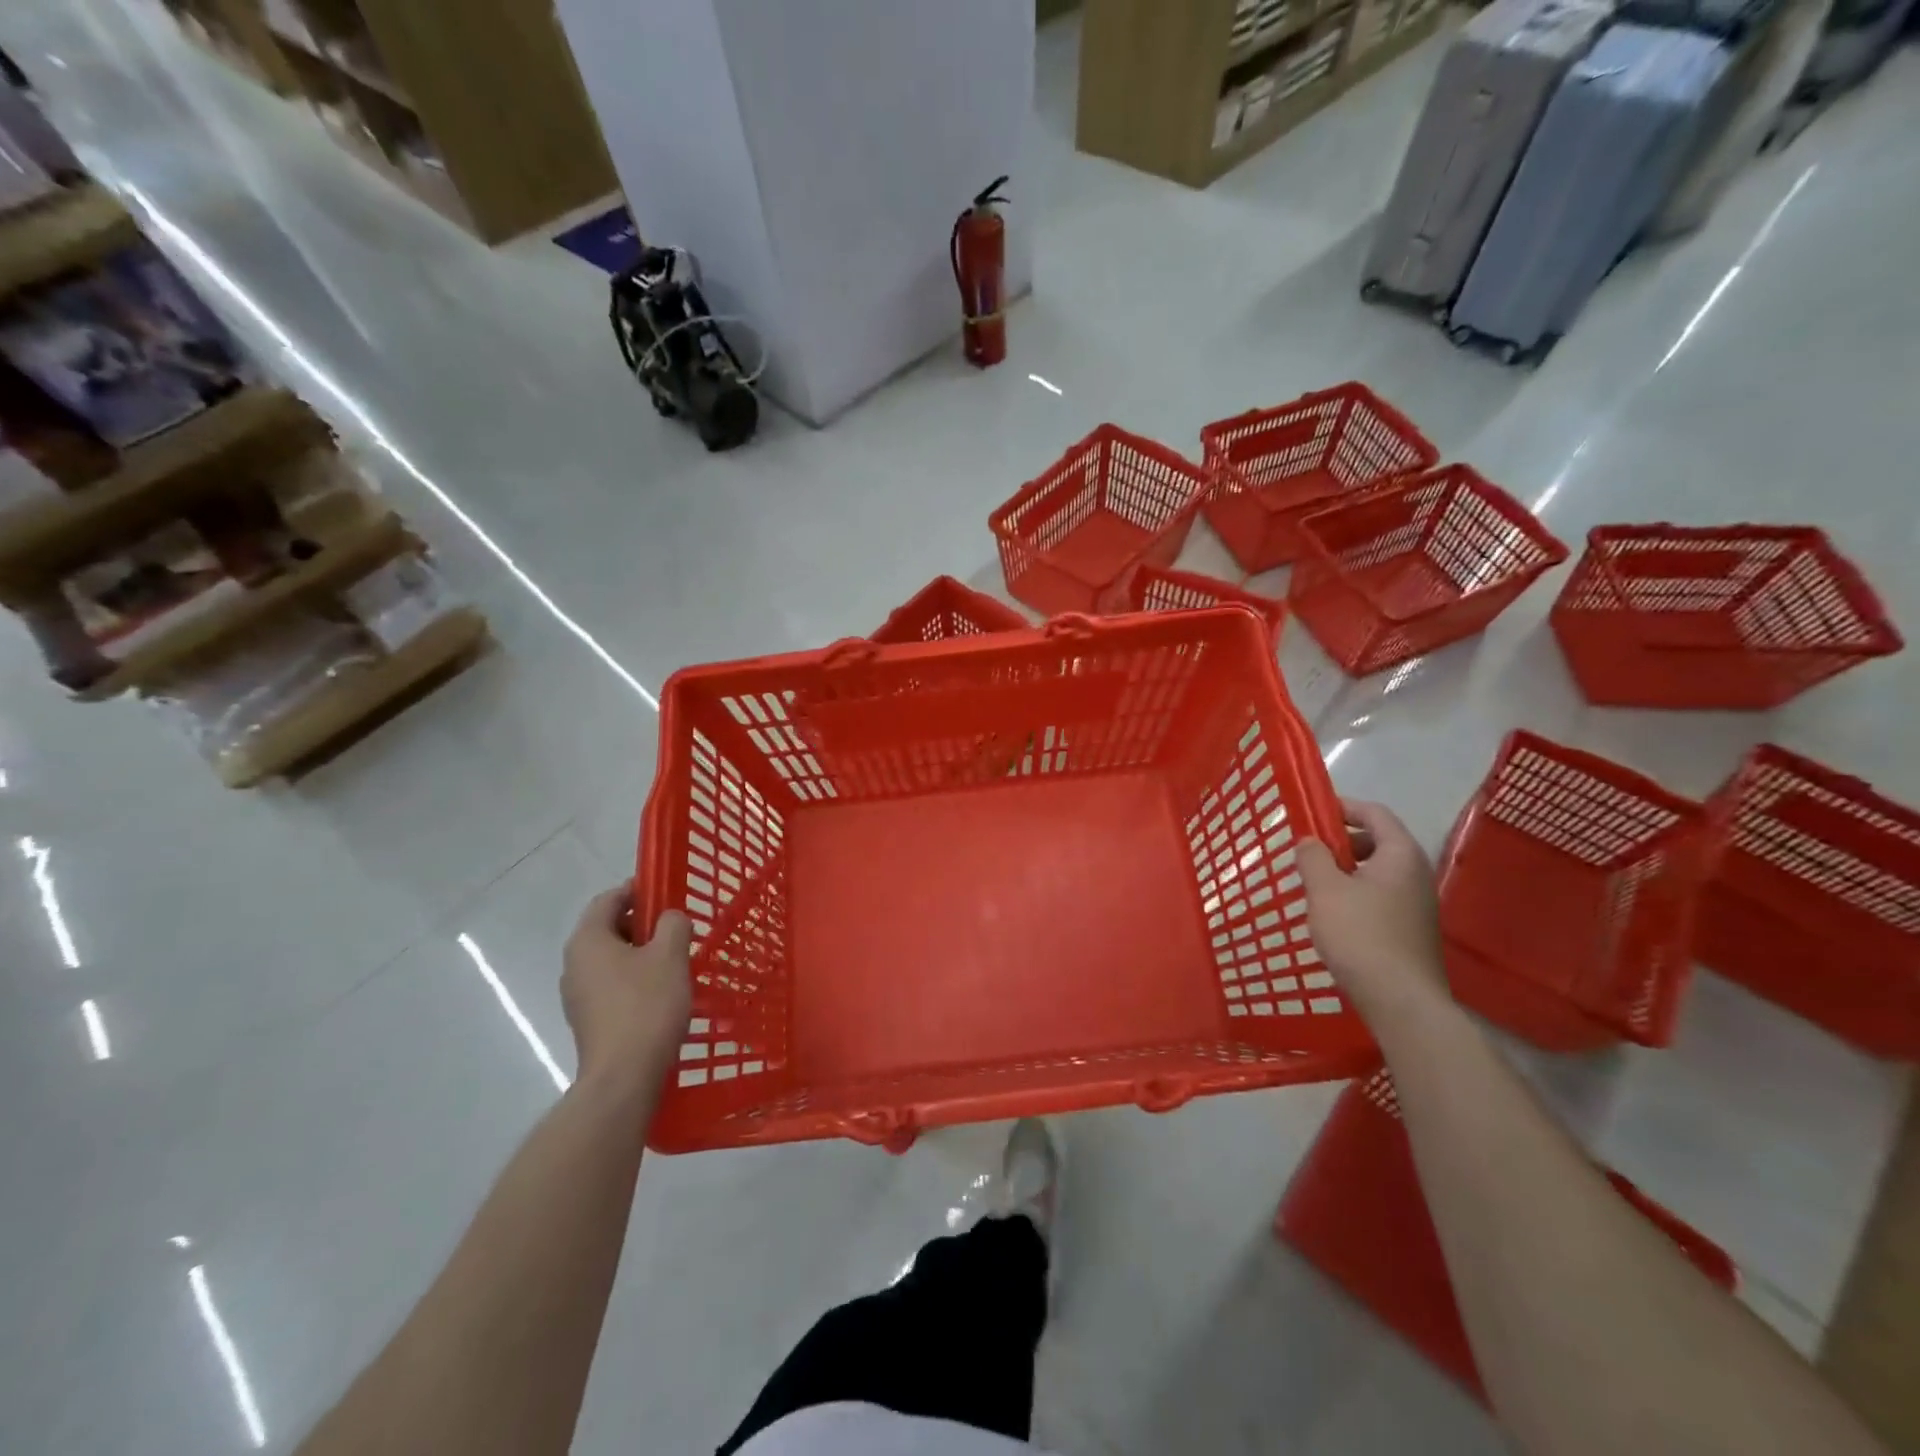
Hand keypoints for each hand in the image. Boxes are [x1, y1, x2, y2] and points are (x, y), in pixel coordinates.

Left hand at [562, 887, 691, 1091]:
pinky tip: (661, 991)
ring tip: (673, 960)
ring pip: (611, 958)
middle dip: (642, 923)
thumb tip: (669, 918)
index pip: (608, 899)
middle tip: (675, 928)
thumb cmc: (646, 1005)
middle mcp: (573, 963)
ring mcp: (577, 995)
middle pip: (608, 928)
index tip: (665, 892)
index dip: (636, 890)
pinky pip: (611, 984)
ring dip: (640, 953)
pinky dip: (634, 978)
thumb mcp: (670, 955)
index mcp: (587, 940)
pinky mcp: (588, 1019)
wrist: (624, 1076)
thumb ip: (672, 925)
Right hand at [1297, 799, 1449, 1027]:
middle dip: (1342, 841)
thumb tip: (1309, 841)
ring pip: (1377, 872)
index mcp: (1400, 855)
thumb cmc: (1360, 935)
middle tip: (1308, 851)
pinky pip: (1381, 897)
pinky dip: (1356, 894)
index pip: (1375, 813)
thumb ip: (1313, 857)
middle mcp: (1416, 874)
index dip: (1344, 807)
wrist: (1401, 1000)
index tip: (1313, 811)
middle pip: (1378, 841)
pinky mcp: (1411, 930)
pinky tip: (1333, 915)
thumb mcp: (1325, 890)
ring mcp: (1417, 904)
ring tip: (1314, 884)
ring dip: (1346, 870)